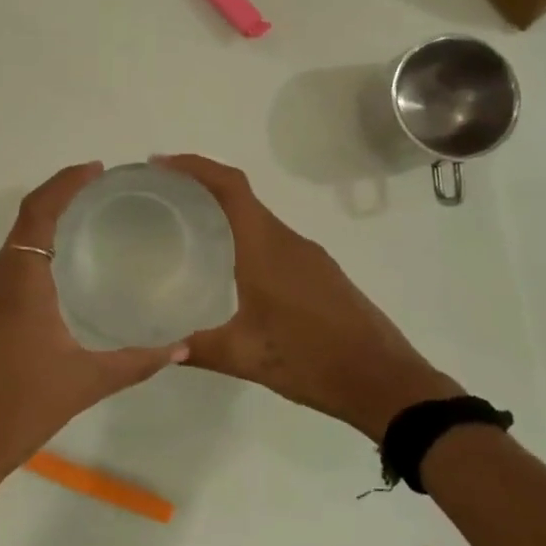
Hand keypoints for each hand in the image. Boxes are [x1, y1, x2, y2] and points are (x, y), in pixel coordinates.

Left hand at [0, 162, 188, 496]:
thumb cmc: (20, 408)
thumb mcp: (85, 383)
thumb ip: (135, 362)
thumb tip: (180, 346)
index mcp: (19, 281)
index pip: (38, 212)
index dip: (64, 183)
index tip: (95, 169)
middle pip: (25, 223)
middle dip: (59, 201)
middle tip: (100, 196)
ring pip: (13, 250)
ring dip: (44, 231)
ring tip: (86, 232)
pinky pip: (7, 274)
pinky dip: (33, 260)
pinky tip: (59, 283)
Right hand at [156, 154, 463, 441]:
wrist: (385, 381)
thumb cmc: (313, 361)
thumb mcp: (246, 358)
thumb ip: (199, 348)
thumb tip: (159, 348)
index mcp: (267, 248)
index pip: (230, 187)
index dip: (195, 167)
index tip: (160, 164)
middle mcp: (288, 241)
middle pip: (241, 196)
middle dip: (201, 186)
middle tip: (161, 198)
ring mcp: (308, 255)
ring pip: (258, 219)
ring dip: (223, 213)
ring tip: (185, 228)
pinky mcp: (320, 271)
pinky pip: (273, 239)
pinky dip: (244, 236)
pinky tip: (227, 265)